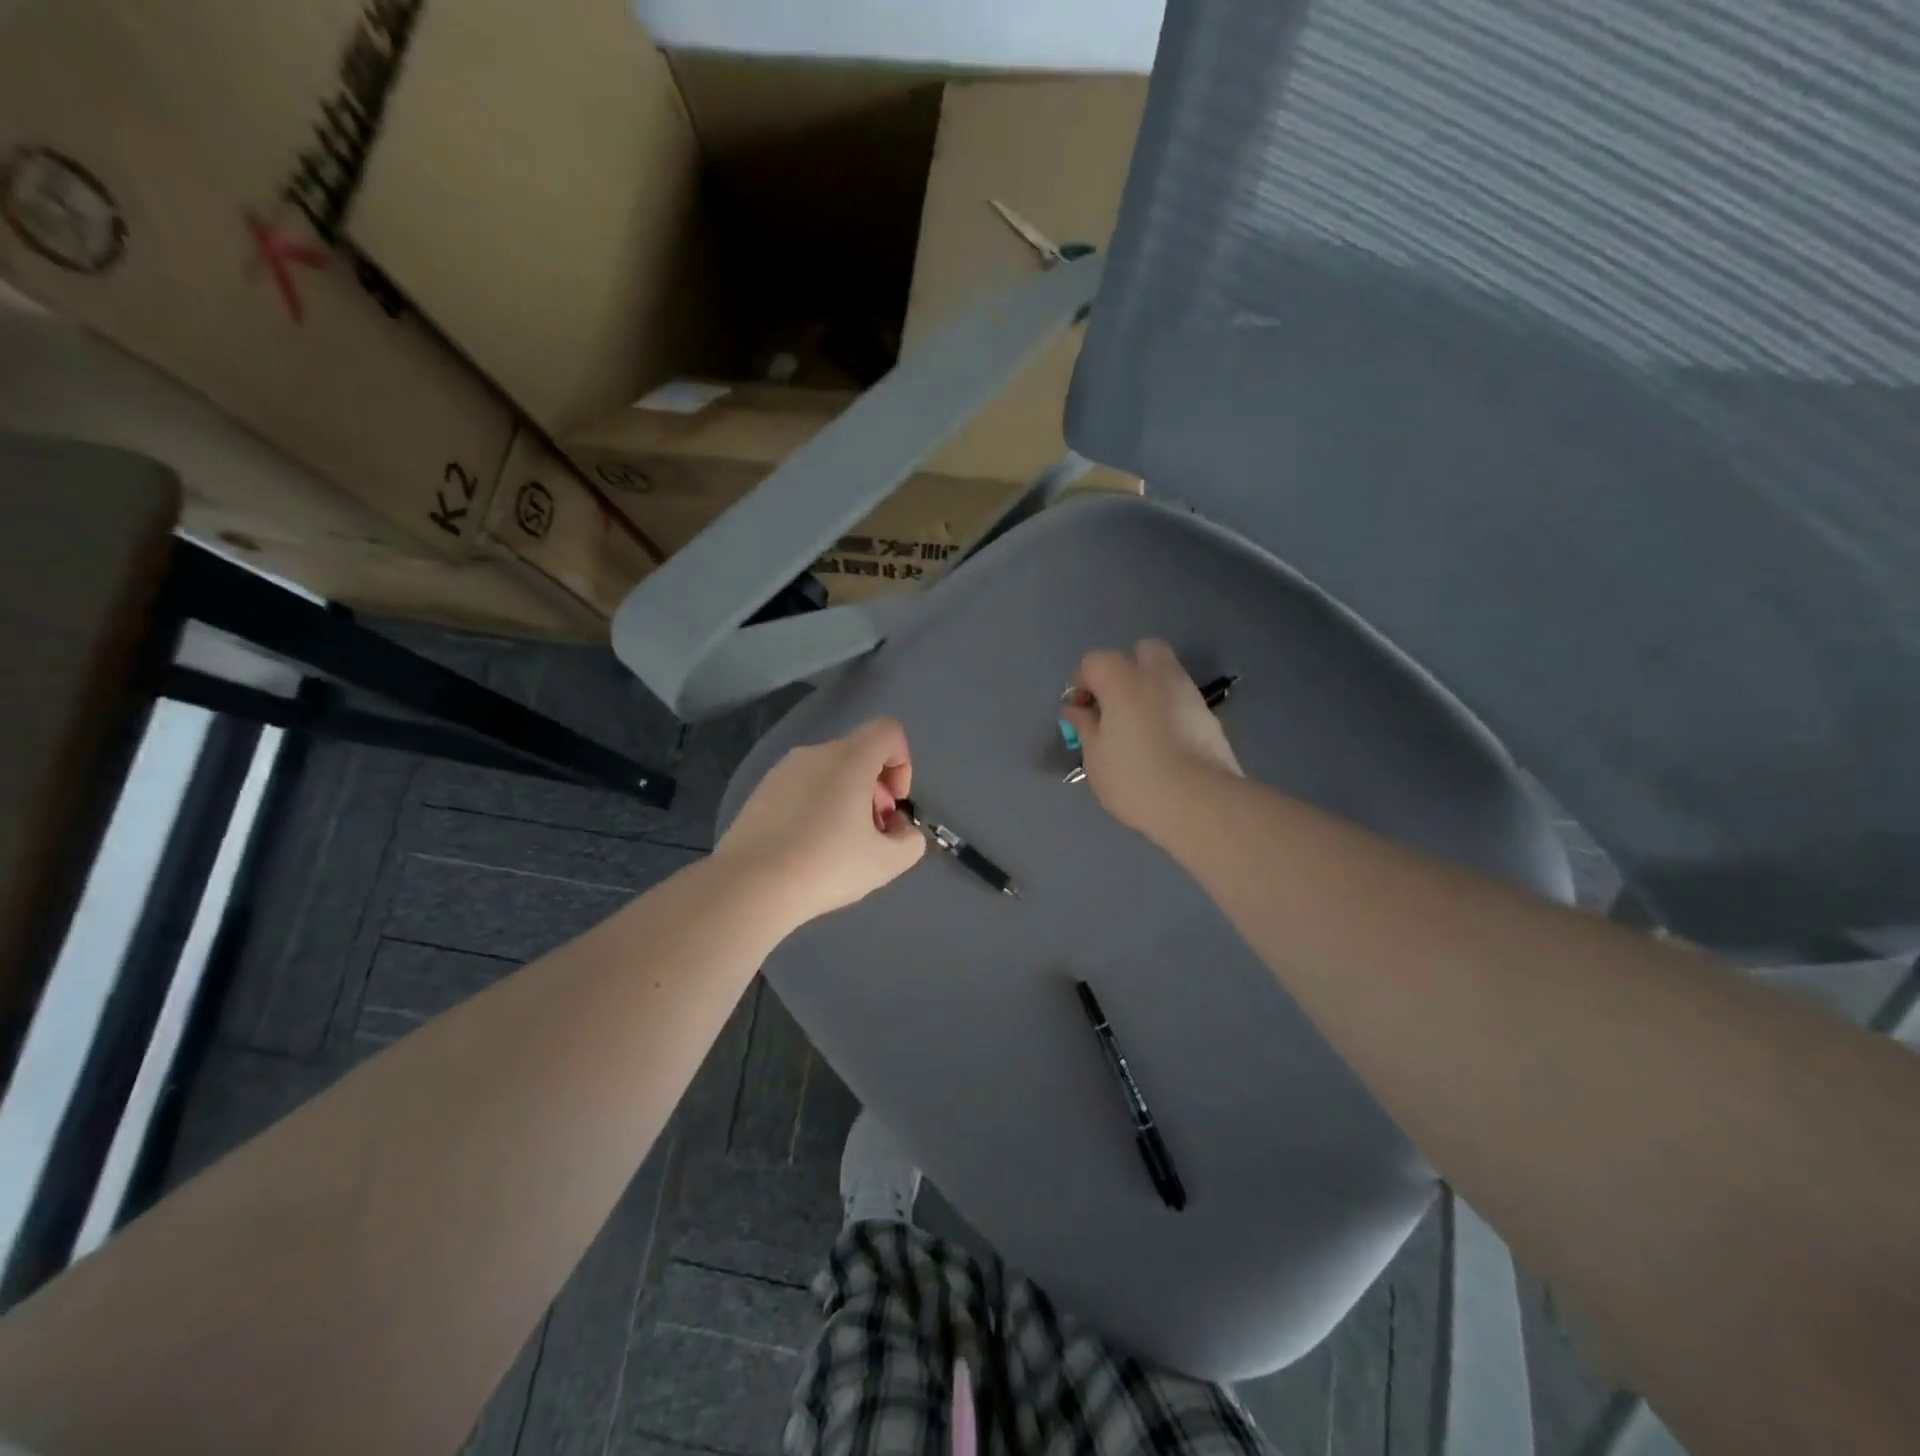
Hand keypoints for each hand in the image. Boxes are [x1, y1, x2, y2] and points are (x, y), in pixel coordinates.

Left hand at [716, 717, 925, 926]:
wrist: (750, 886)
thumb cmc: (826, 865)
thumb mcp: (887, 862)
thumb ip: (910, 840)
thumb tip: (898, 829)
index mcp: (850, 759)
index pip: (888, 731)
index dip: (902, 763)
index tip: (893, 804)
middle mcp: (815, 753)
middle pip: (859, 754)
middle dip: (874, 789)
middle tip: (869, 833)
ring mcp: (782, 770)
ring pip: (829, 771)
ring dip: (845, 798)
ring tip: (837, 845)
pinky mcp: (760, 791)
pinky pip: (802, 787)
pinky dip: (816, 806)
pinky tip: (806, 848)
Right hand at [1060, 640, 1242, 838]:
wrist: (1201, 803)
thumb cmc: (1135, 778)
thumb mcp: (1095, 757)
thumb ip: (1084, 726)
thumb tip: (1075, 709)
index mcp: (1123, 680)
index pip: (1094, 661)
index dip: (1081, 683)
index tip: (1079, 714)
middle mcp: (1159, 676)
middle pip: (1141, 651)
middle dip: (1125, 671)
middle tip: (1114, 707)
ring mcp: (1189, 694)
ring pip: (1166, 676)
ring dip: (1148, 692)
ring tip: (1137, 732)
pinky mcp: (1210, 717)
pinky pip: (1181, 702)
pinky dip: (1169, 713)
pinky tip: (1162, 746)